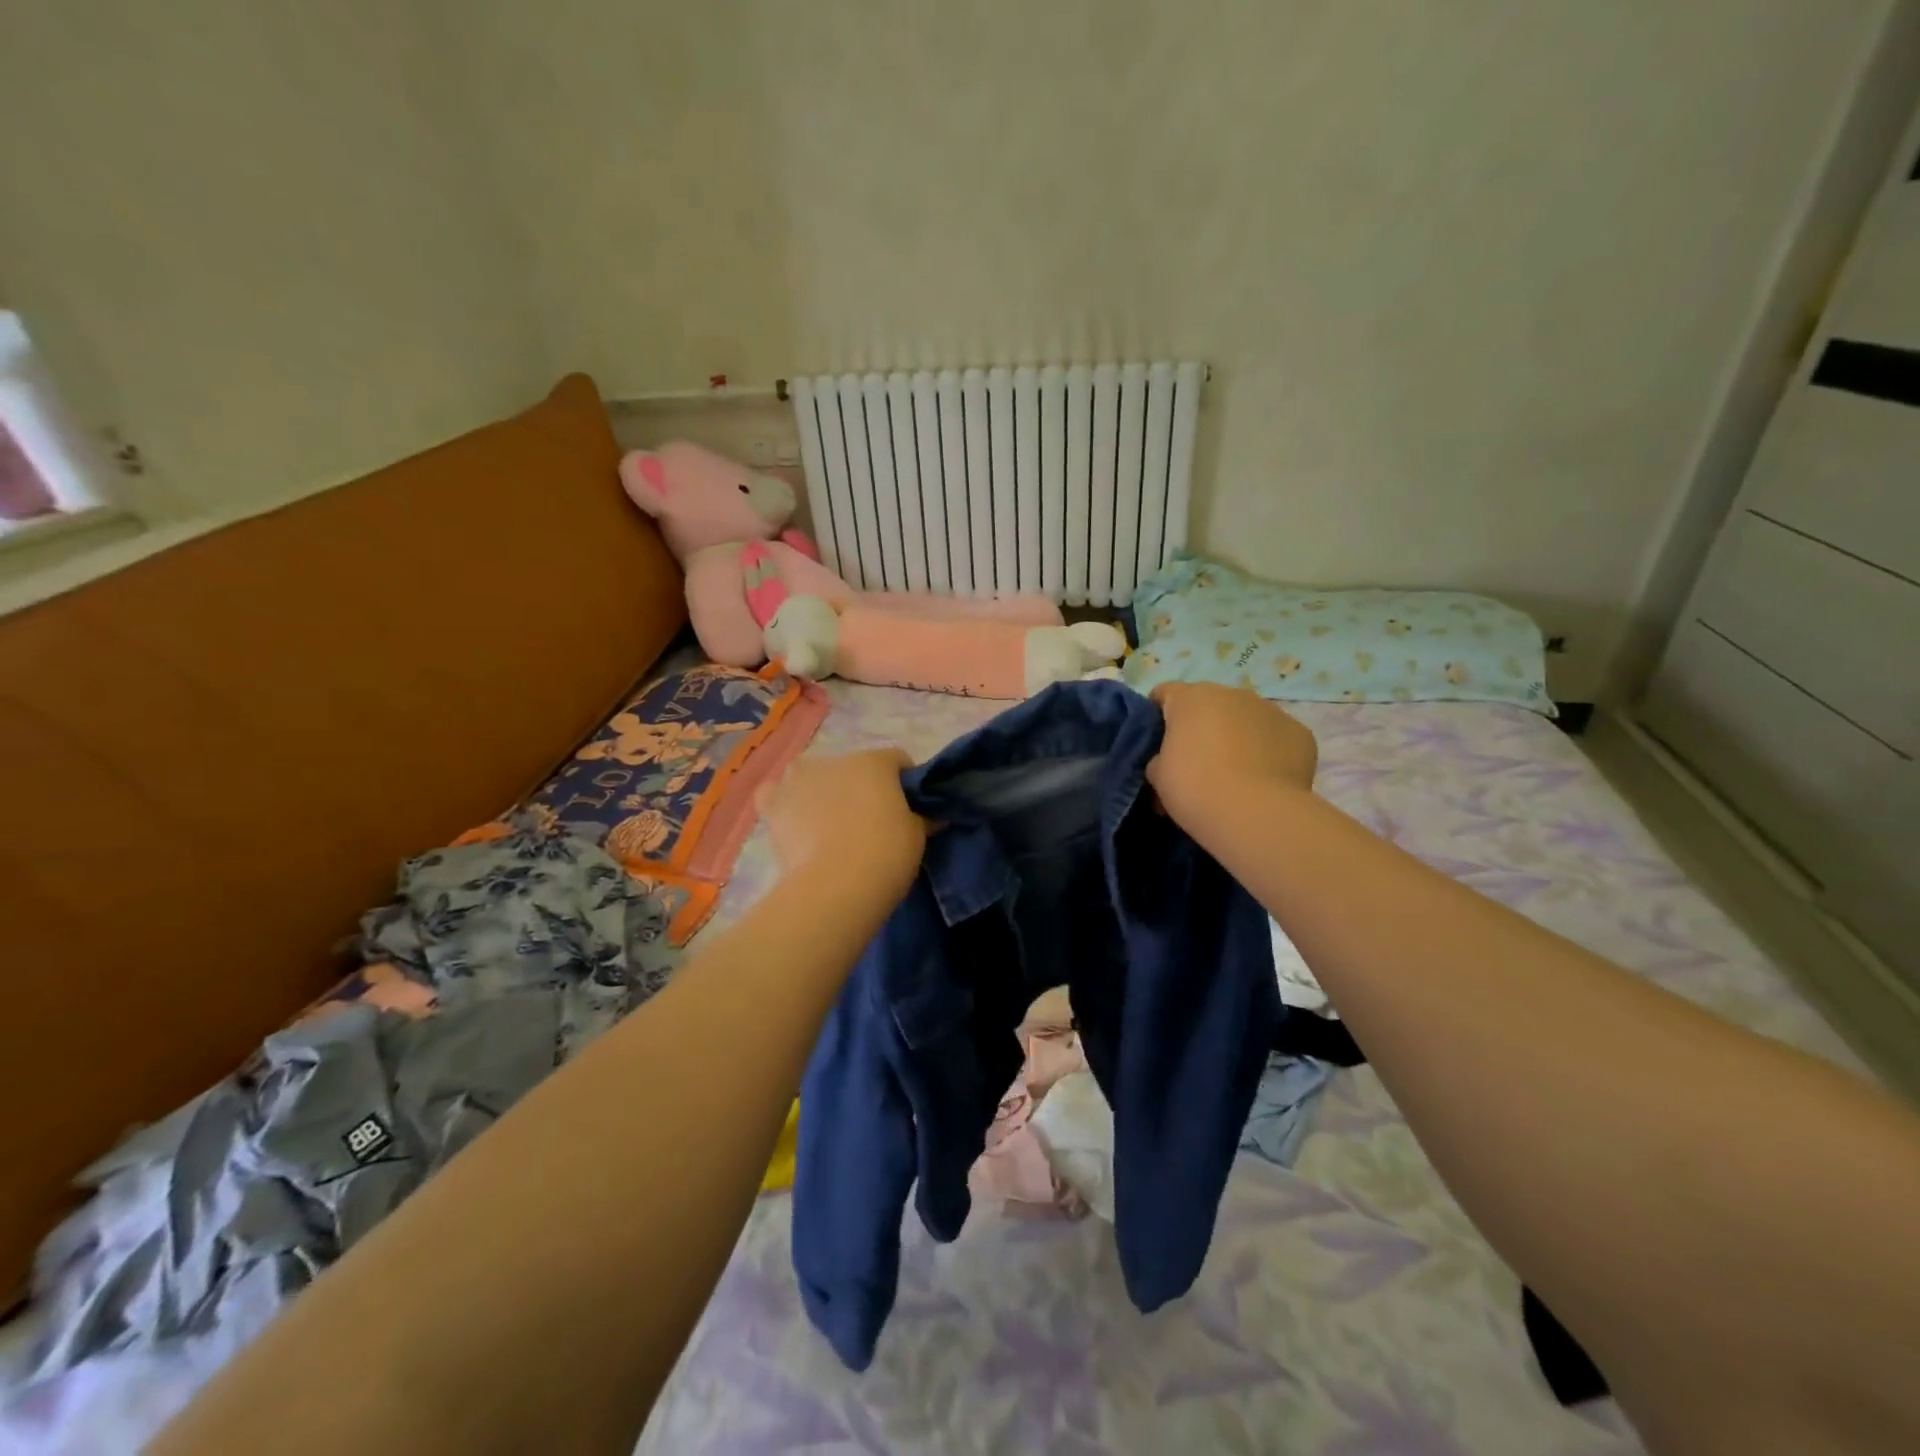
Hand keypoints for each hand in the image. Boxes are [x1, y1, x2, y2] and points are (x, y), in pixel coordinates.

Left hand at [756, 749, 924, 893]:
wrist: (836, 886)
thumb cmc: (886, 854)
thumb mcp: (918, 834)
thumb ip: (922, 816)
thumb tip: (928, 815)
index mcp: (874, 761)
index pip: (896, 761)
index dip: (904, 783)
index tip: (908, 809)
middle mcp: (834, 760)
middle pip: (853, 769)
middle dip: (861, 789)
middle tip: (869, 824)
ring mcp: (798, 779)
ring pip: (814, 778)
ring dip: (823, 793)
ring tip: (830, 829)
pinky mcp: (772, 804)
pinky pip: (776, 795)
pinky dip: (785, 804)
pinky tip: (794, 824)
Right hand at [1147, 683, 1317, 821]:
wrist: (1255, 813)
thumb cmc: (1194, 788)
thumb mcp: (1157, 776)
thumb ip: (1159, 759)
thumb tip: (1168, 762)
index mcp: (1190, 697)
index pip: (1164, 693)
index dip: (1157, 716)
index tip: (1157, 743)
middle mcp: (1231, 693)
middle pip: (1209, 704)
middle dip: (1201, 727)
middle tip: (1196, 763)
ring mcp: (1270, 710)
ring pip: (1245, 718)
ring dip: (1236, 736)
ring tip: (1234, 775)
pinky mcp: (1299, 732)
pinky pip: (1275, 738)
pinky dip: (1268, 752)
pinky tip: (1264, 781)